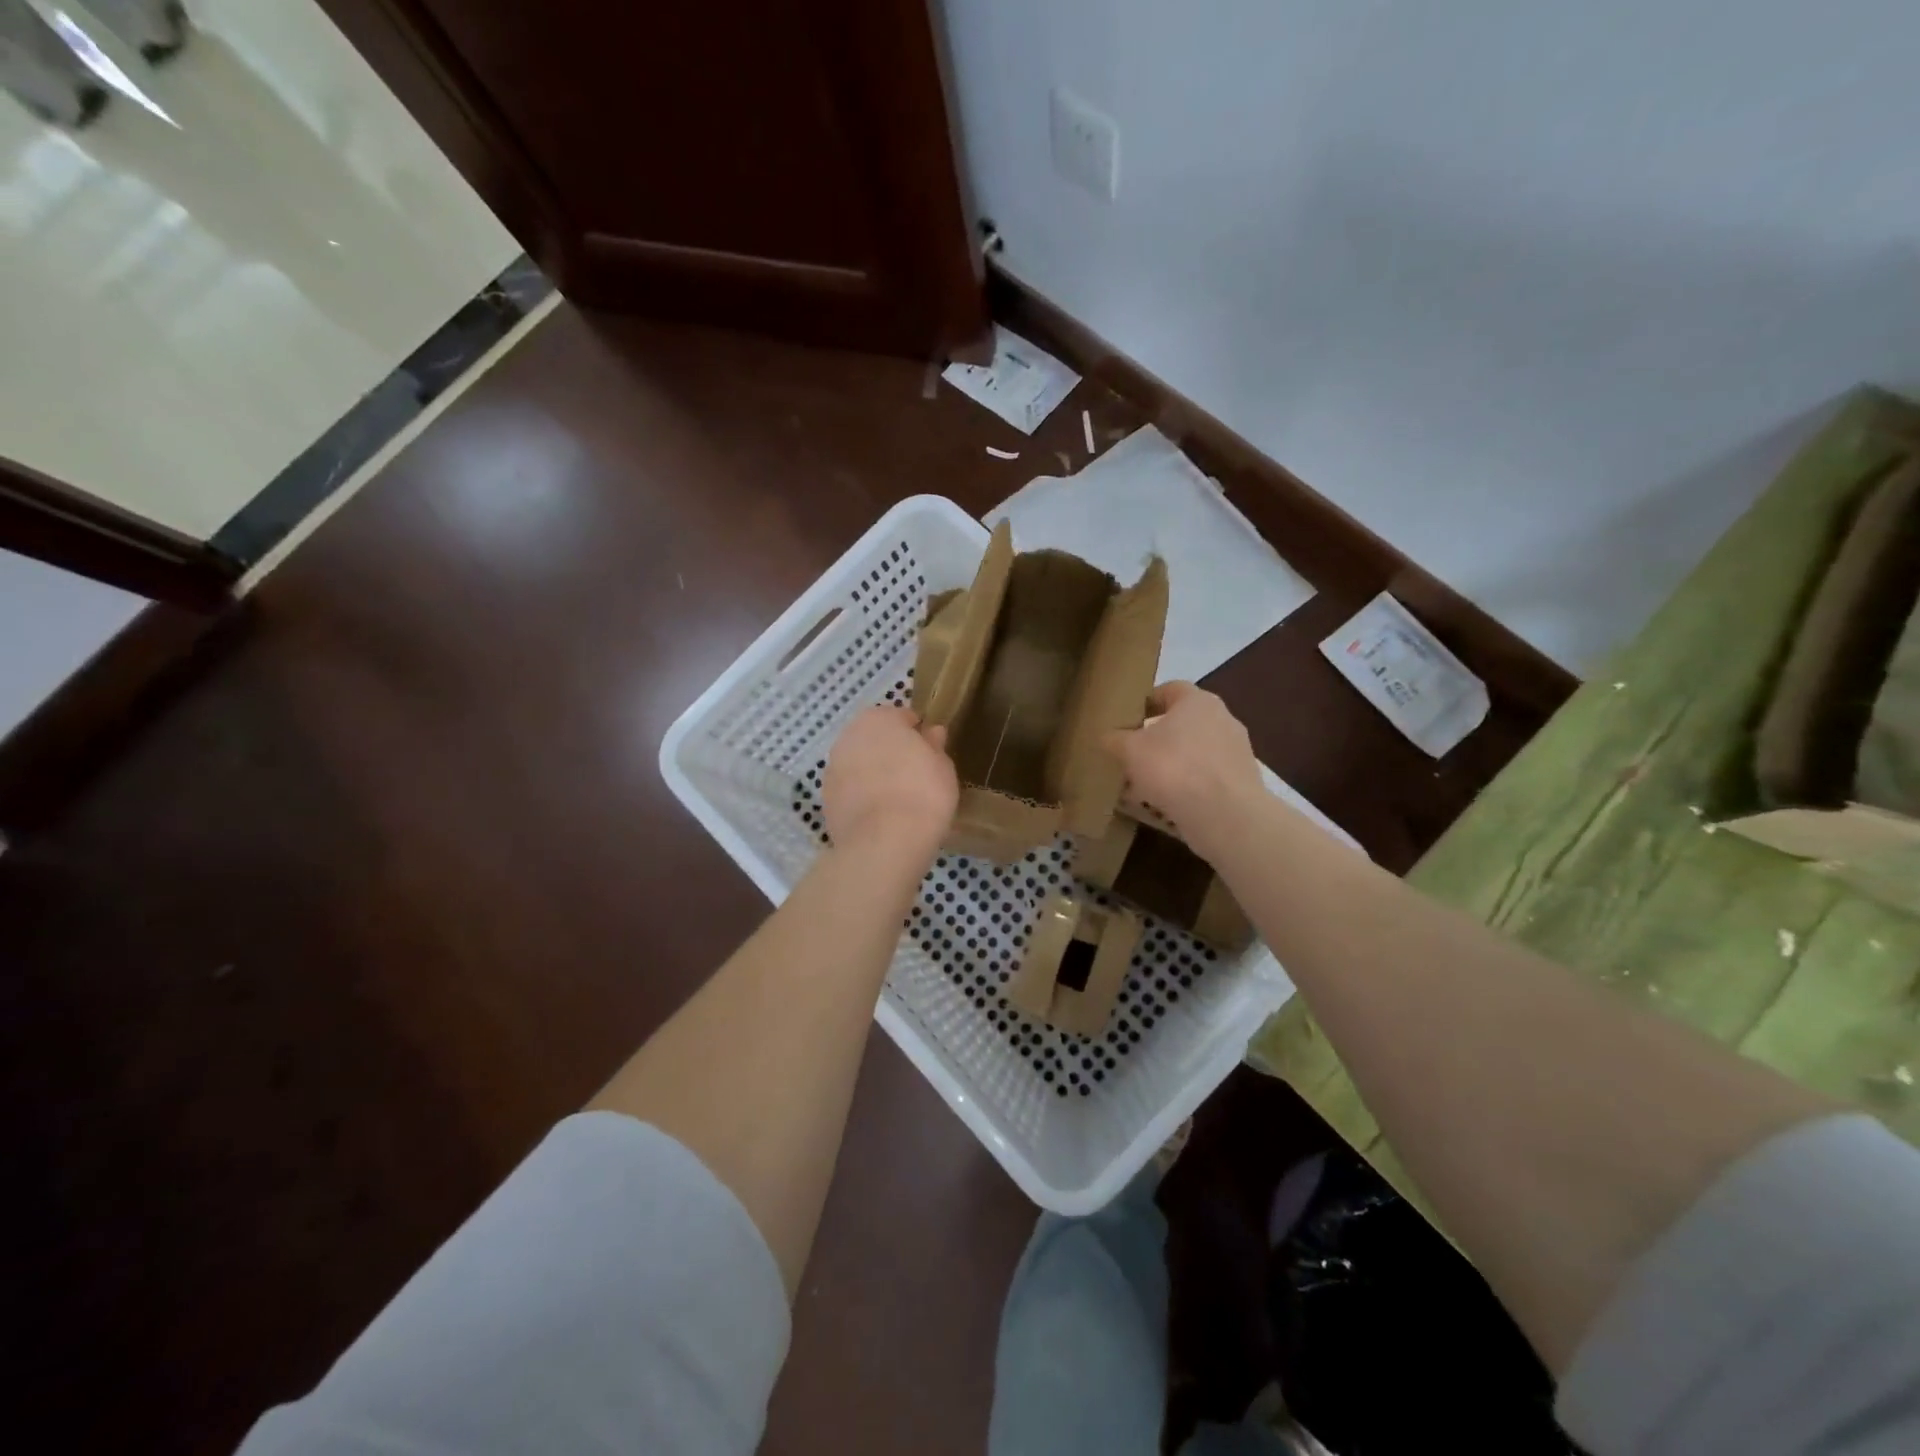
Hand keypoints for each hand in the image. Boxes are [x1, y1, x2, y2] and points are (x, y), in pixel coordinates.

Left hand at [822, 706, 957, 858]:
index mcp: (879, 718)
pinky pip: (849, 789)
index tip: (929, 753)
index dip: (917, 733)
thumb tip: (931, 732)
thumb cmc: (923, 793)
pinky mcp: (825, 798)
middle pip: (875, 738)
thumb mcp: (942, 766)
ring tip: (896, 798)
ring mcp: (833, 767)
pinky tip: (879, 814)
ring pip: (859, 763)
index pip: (902, 717)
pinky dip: (861, 795)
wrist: (884, 841)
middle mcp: (850, 735)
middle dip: (890, 751)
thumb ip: (934, 745)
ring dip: (873, 772)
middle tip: (913, 775)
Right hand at [1104, 683, 1263, 857]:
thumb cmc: (1173, 767)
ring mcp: (1236, 752)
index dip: (1146, 702)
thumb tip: (1108, 737)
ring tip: (1143, 787)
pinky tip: (1164, 805)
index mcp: (1198, 701)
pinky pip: (1204, 778)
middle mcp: (1222, 719)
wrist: (1224, 814)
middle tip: (1131, 756)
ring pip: (1192, 753)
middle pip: (1182, 724)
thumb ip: (1115, 739)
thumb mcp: (1129, 750)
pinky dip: (1185, 787)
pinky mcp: (1240, 783)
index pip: (1169, 689)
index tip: (1127, 720)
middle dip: (1156, 739)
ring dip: (1170, 766)